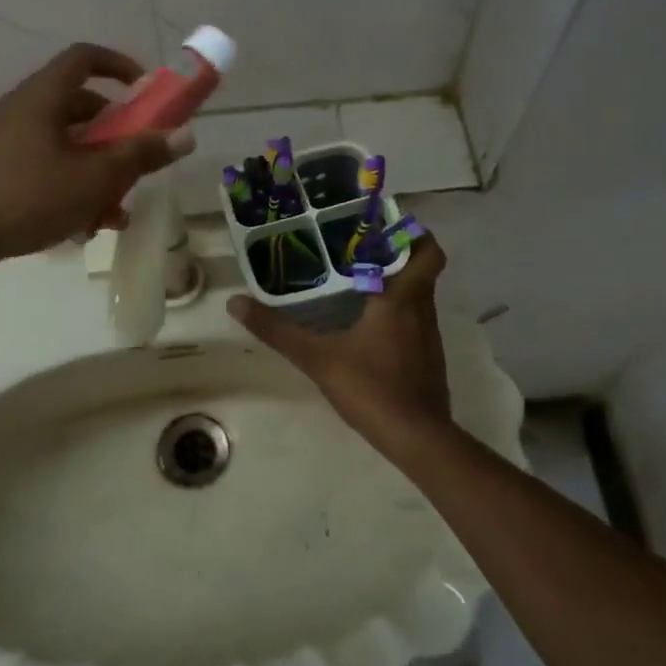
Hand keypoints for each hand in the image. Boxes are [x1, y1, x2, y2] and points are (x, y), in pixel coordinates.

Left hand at [0, 44, 194, 261]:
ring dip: (98, 169)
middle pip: (81, 106)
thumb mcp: (96, 177)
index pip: (84, 57)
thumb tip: (186, 135)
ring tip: (115, 210)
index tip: (144, 90)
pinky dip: (72, 182)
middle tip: (136, 160)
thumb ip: (141, 154)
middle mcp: (24, 108)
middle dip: (116, 135)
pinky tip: (87, 225)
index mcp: (43, 96)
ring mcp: (9, 138)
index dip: (119, 65)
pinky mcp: (1, 167)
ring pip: (67, 142)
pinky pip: (47, 163)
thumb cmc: (32, 196)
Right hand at [229, 237, 454, 461]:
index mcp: (402, 298)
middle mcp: (422, 310)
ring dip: (395, 285)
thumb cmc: (372, 387)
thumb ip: (278, 331)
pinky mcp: (428, 360)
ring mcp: (430, 337)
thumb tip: (236, 302)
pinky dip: (396, 315)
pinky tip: (367, 327)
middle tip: (358, 249)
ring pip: (418, 297)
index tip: (383, 226)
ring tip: (356, 281)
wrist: (417, 439)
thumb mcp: (318, 358)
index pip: (428, 251)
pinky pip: (415, 323)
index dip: (414, 233)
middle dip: (395, 256)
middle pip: (422, 270)